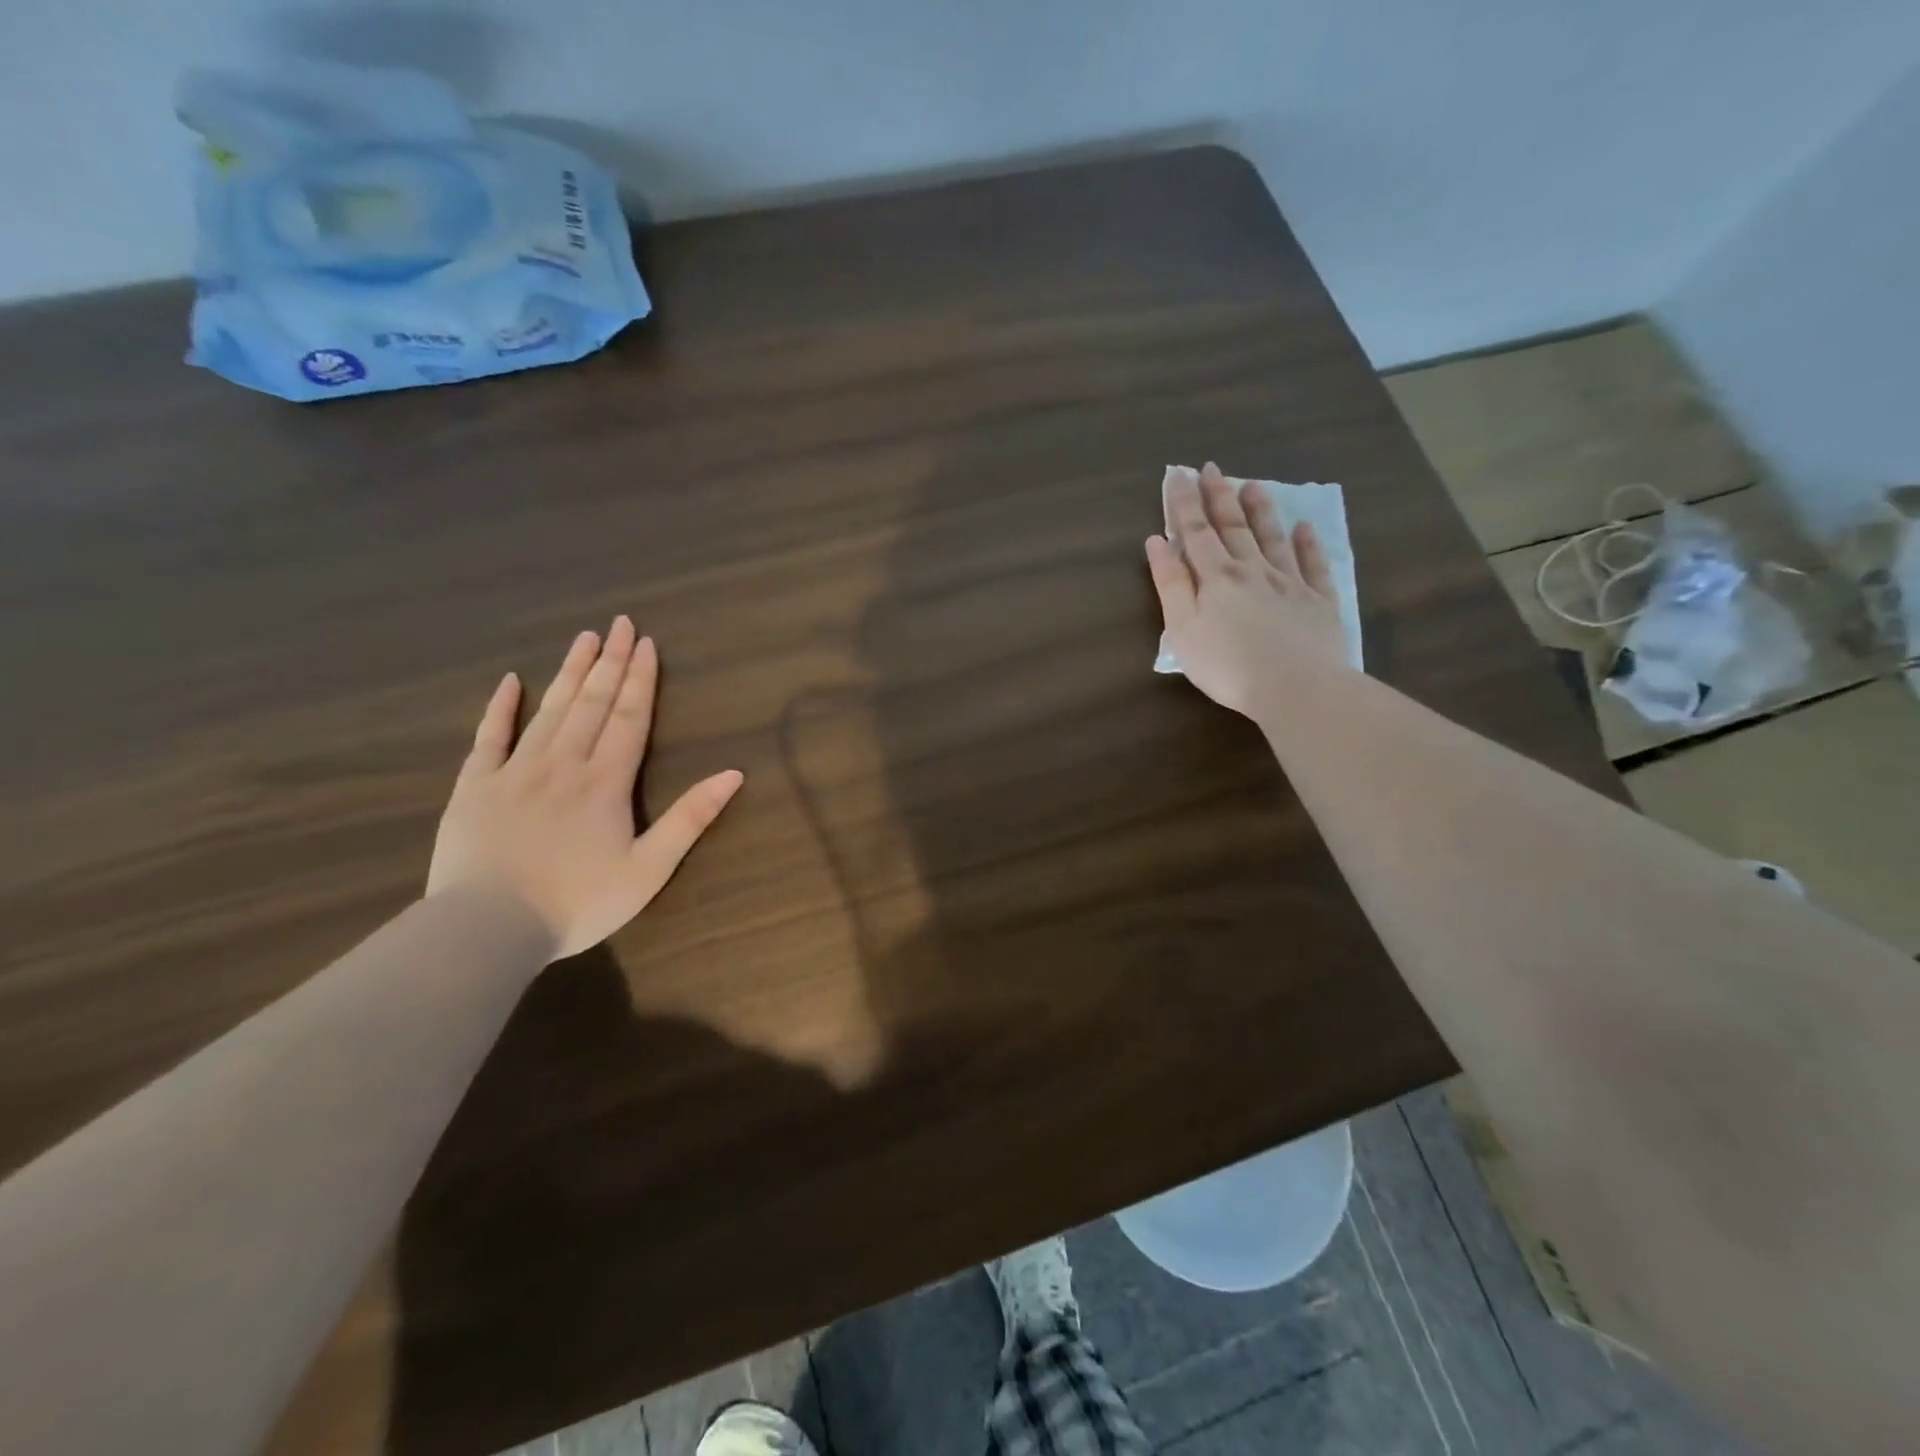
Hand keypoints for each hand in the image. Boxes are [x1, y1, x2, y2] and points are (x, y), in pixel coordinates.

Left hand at [427, 617, 743, 959]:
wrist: (488, 929)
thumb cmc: (578, 903)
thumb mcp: (650, 868)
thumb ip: (691, 818)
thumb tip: (733, 774)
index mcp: (606, 782)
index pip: (629, 718)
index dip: (640, 679)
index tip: (646, 643)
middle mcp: (563, 763)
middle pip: (592, 703)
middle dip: (609, 662)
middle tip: (619, 623)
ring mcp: (515, 771)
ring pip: (549, 710)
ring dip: (570, 672)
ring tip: (584, 638)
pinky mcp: (475, 787)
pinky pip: (489, 737)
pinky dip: (500, 707)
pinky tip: (510, 681)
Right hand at [1146, 463, 1350, 719]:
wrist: (1296, 688)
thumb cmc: (1227, 665)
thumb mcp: (1182, 629)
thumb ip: (1171, 584)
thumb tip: (1157, 542)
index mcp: (1216, 578)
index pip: (1196, 532)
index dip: (1184, 503)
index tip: (1178, 474)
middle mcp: (1253, 570)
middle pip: (1234, 527)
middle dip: (1219, 496)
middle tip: (1212, 468)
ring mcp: (1290, 583)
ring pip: (1273, 538)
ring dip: (1261, 510)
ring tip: (1253, 485)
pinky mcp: (1318, 602)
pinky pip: (1313, 565)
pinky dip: (1308, 544)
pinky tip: (1305, 528)